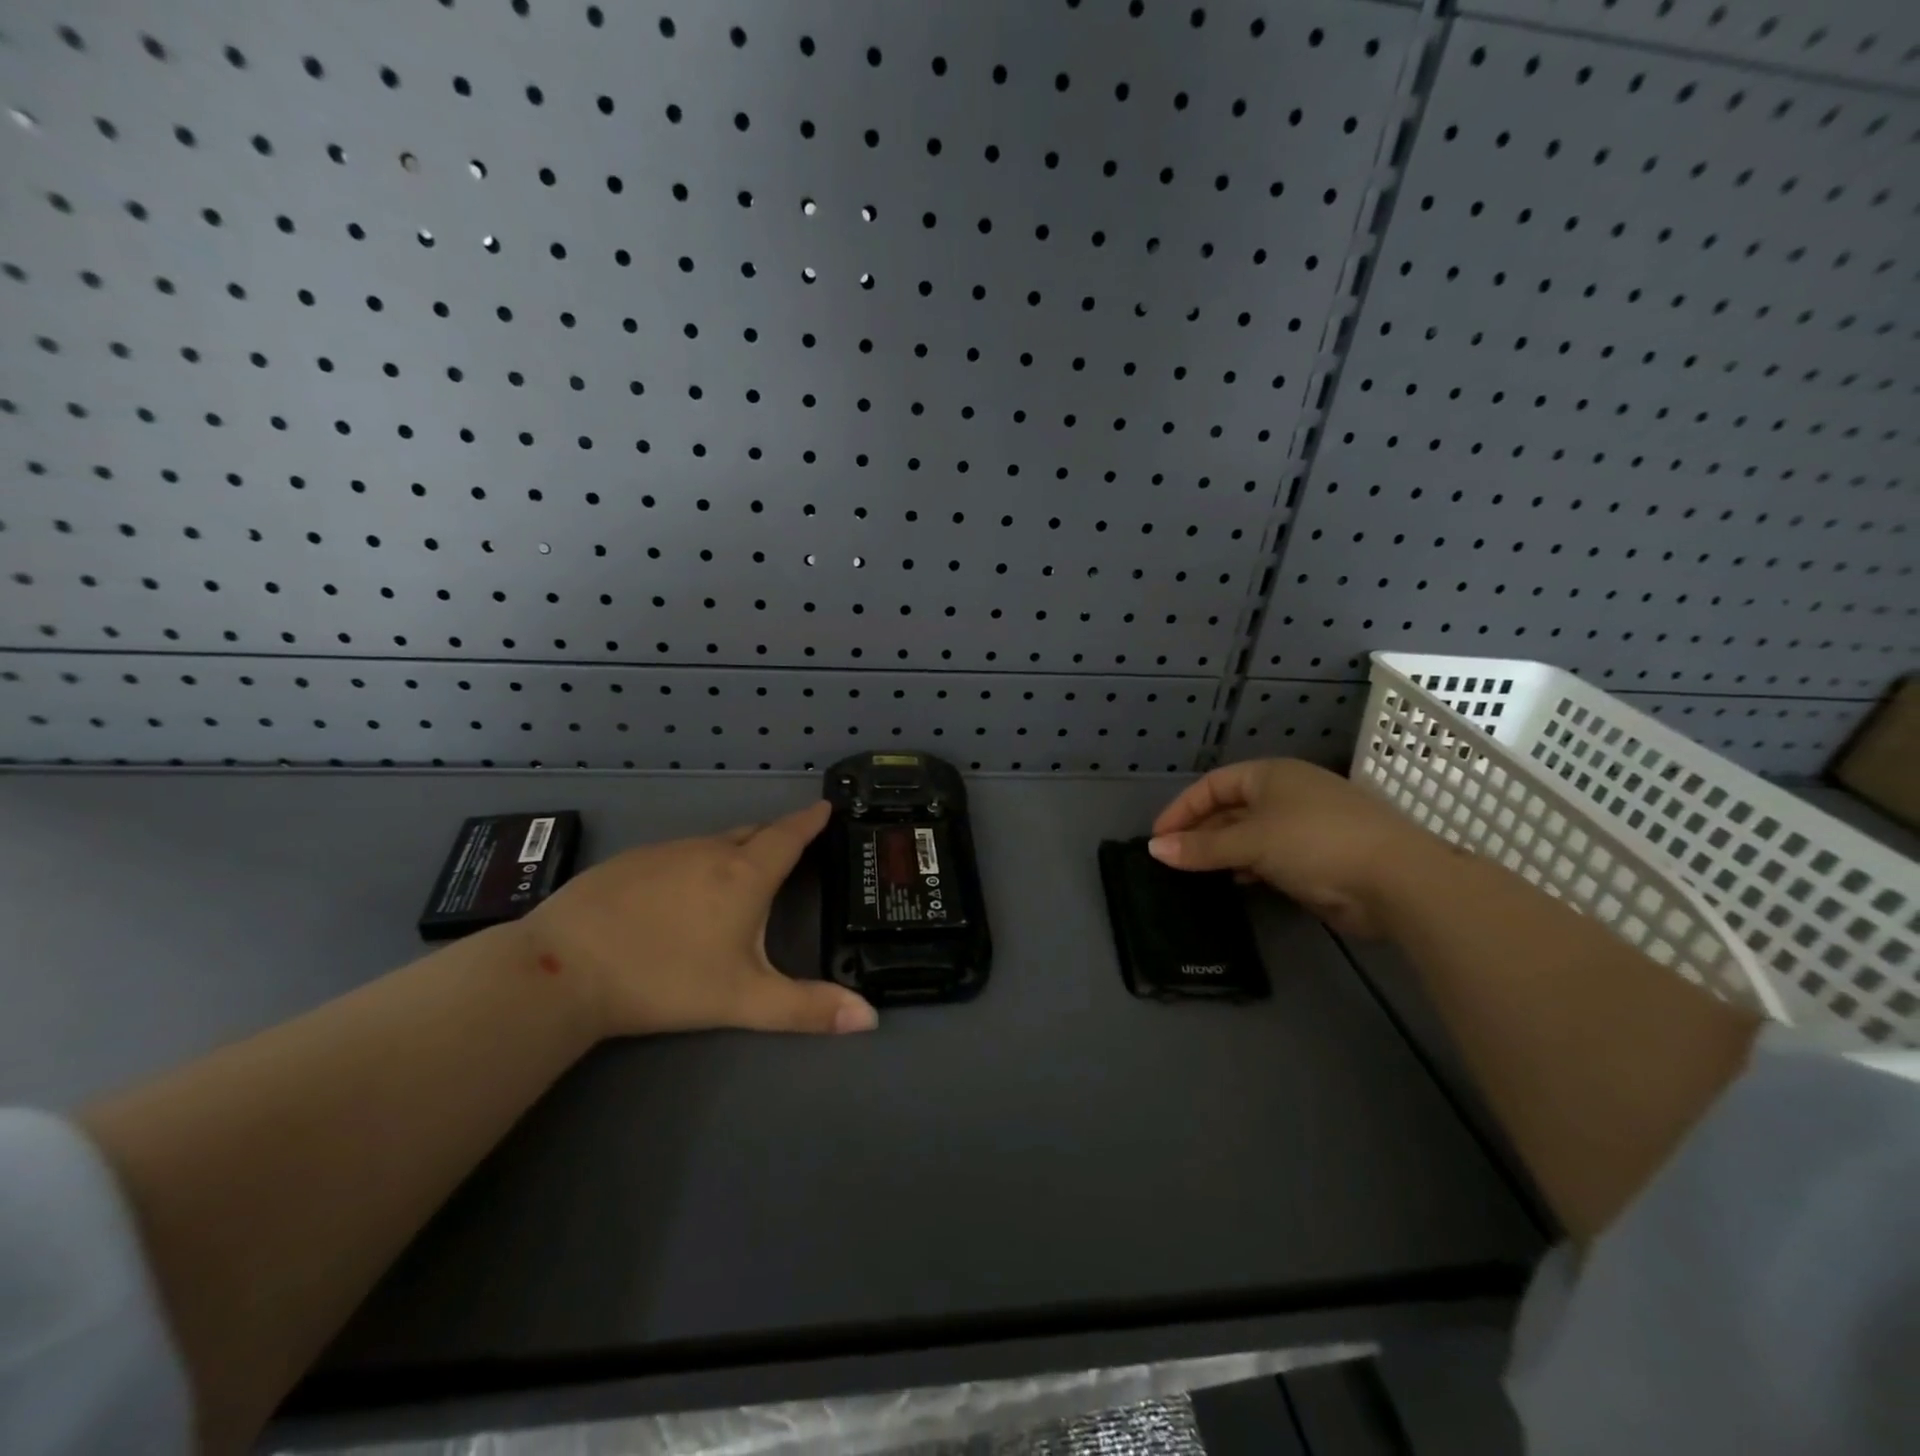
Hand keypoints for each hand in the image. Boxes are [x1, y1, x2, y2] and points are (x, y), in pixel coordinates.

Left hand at [524, 801, 877, 1038]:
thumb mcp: (743, 999)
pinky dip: (696, 862)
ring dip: (735, 849)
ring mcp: (666, 851)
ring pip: (713, 842)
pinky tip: (681, 892)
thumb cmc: (665, 979)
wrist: (563, 967)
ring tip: (741, 873)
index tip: (826, 806)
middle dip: (777, 835)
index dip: (811, 820)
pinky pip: (679, 852)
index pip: (789, 835)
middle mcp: (709, 851)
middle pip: (754, 833)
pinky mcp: (630, 861)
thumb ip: (806, 1009)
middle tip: (792, 846)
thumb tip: (871, 1019)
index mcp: (745, 874)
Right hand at [1149, 759, 1436, 937]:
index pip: (1213, 784)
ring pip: (1249, 835)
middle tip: (1171, 860)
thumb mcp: (1251, 842)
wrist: (1396, 880)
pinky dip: (1248, 867)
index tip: (1158, 838)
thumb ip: (1201, 847)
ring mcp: (1304, 826)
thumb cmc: (1315, 842)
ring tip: (1194, 874)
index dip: (1182, 808)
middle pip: (1229, 809)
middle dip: (1199, 832)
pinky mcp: (1317, 857)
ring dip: (1221, 852)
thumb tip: (1154, 849)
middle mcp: (1286, 794)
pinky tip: (1234, 883)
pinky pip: (1269, 857)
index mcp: (1271, 775)